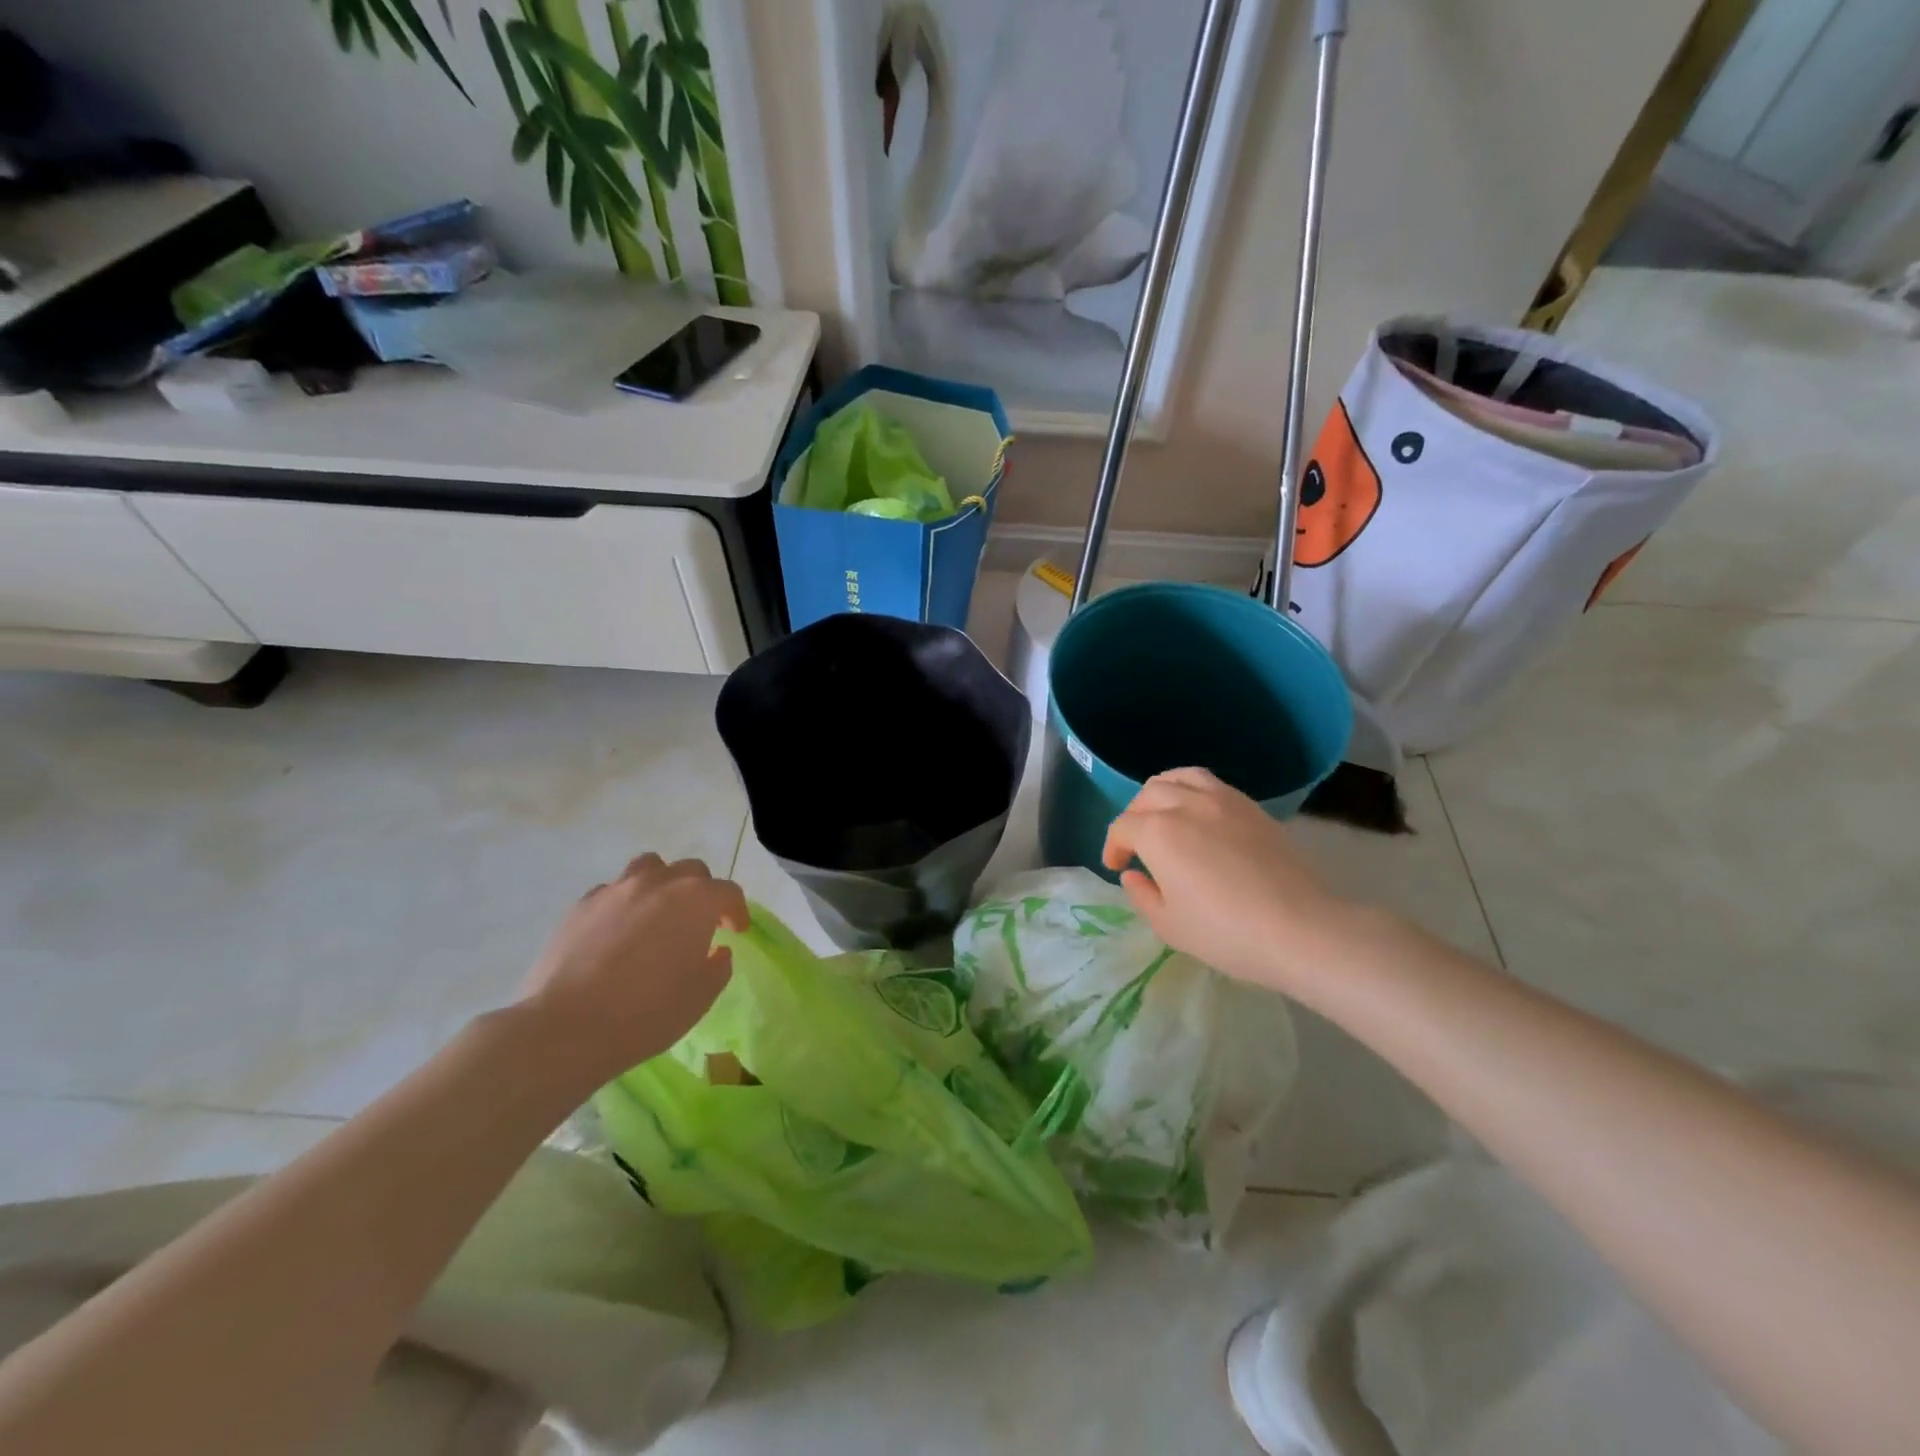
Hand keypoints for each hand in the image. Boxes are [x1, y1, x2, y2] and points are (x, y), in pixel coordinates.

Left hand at [519, 853, 747, 1080]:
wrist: (566, 1028)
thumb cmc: (646, 1013)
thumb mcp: (700, 997)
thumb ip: (718, 966)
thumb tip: (716, 950)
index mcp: (695, 900)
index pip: (728, 892)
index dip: (736, 911)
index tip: (736, 931)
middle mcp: (658, 883)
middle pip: (691, 871)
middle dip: (702, 892)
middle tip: (700, 923)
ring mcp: (616, 890)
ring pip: (649, 868)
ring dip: (662, 884)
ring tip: (659, 913)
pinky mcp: (581, 906)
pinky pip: (612, 891)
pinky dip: (625, 903)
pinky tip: (619, 932)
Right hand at [1102, 768, 1354, 995]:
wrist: (1300, 929)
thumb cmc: (1226, 933)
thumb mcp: (1169, 926)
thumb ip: (1142, 895)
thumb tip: (1133, 874)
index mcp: (1157, 833)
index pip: (1122, 828)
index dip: (1113, 847)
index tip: (1117, 868)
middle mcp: (1185, 805)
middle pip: (1147, 796)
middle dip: (1133, 818)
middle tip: (1137, 845)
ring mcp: (1221, 800)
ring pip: (1178, 778)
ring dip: (1160, 793)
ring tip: (1163, 815)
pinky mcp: (1251, 806)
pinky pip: (1210, 783)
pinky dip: (1192, 790)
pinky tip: (1198, 815)